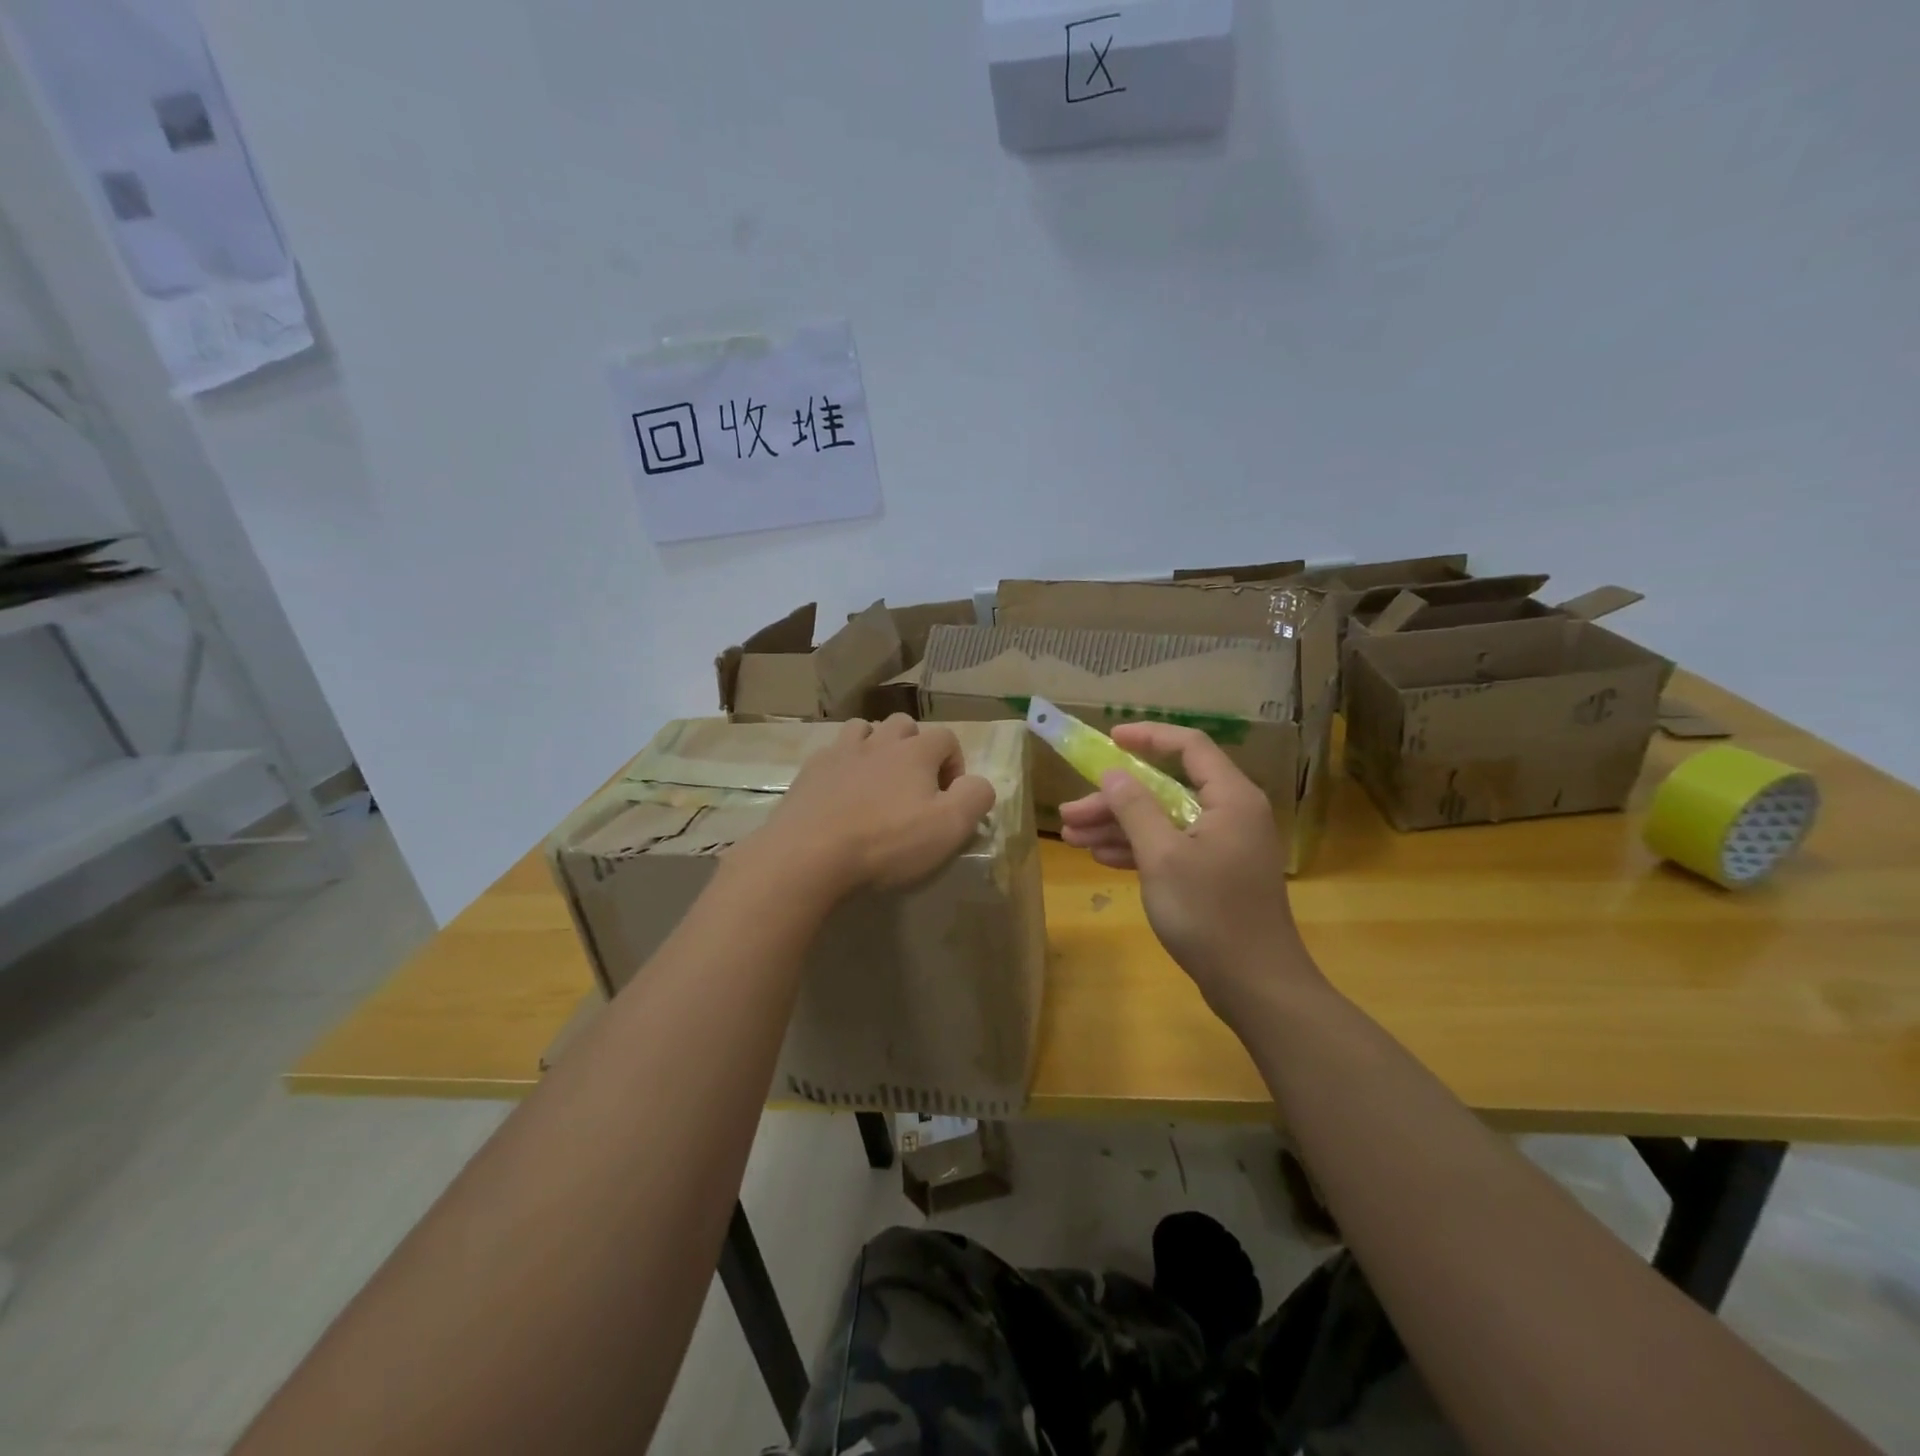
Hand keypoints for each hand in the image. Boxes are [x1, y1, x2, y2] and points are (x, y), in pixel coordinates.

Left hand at [746, 715, 996, 898]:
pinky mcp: (810, 771)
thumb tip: (978, 784)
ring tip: (877, 782)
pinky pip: (832, 754)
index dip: (954, 764)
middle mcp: (878, 741)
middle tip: (914, 787)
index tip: (948, 798)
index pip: (947, 738)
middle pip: (904, 725)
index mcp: (915, 751)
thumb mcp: (949, 827)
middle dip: (915, 748)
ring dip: (877, 747)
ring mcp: (840, 752)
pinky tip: (841, 794)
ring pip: (865, 730)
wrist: (808, 853)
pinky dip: (843, 766)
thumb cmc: (886, 842)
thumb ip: (975, 798)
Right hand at [1057, 723, 1313, 1012]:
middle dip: (1115, 798)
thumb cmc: (1210, 913)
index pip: (1189, 745)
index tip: (1109, 740)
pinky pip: (1172, 847)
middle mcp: (1231, 813)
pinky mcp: (1215, 874)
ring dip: (1118, 826)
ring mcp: (1223, 846)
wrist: (1256, 986)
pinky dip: (1138, 849)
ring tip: (1071, 836)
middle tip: (1070, 812)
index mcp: (1230, 797)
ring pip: (1164, 820)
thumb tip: (1113, 773)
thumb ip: (1135, 807)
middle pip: (1166, 788)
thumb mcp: (1162, 856)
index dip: (1147, 737)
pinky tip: (1101, 856)